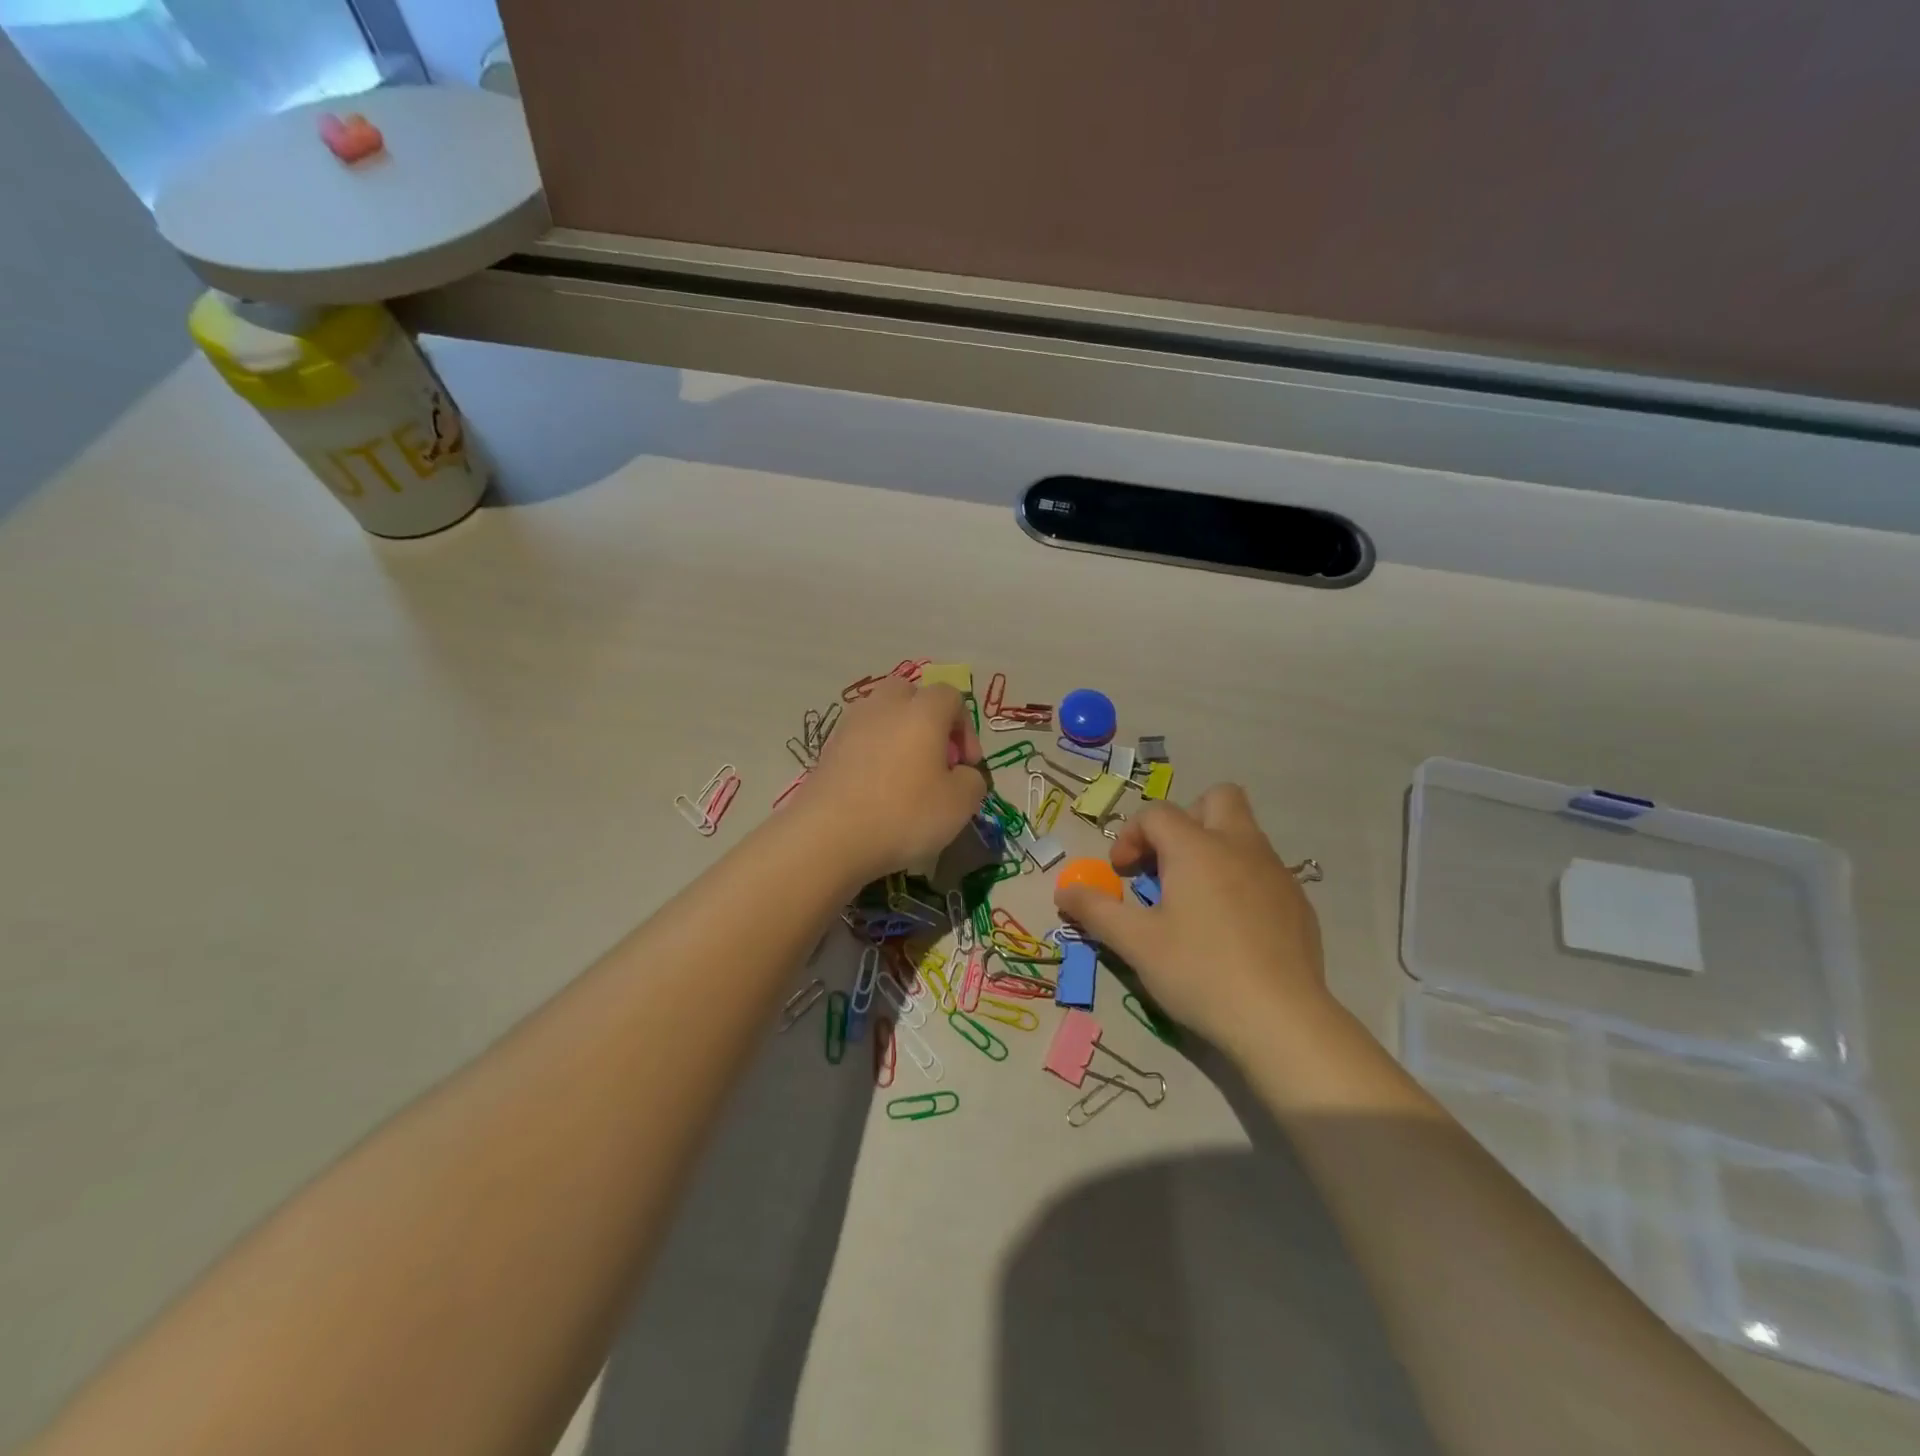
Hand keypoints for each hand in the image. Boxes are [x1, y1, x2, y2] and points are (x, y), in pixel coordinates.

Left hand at [802, 678, 987, 882]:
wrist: (828, 837)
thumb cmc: (904, 814)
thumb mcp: (960, 804)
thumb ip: (972, 780)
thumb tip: (961, 774)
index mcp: (922, 711)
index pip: (951, 696)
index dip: (966, 728)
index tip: (966, 766)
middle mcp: (884, 706)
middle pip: (910, 694)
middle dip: (927, 720)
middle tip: (934, 760)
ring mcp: (850, 726)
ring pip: (881, 715)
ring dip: (897, 737)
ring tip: (904, 776)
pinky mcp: (827, 750)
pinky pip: (860, 741)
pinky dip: (873, 756)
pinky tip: (876, 791)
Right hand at [1053, 784, 1328, 1051]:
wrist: (1282, 1021)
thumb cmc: (1200, 973)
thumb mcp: (1136, 943)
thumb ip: (1095, 909)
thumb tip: (1064, 890)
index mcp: (1197, 848)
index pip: (1157, 814)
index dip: (1130, 836)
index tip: (1121, 874)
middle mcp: (1240, 846)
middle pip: (1217, 798)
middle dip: (1186, 820)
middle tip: (1168, 863)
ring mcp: (1276, 873)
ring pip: (1243, 833)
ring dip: (1214, 849)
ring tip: (1195, 899)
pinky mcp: (1298, 903)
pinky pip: (1263, 870)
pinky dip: (1240, 880)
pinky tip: (1231, 927)